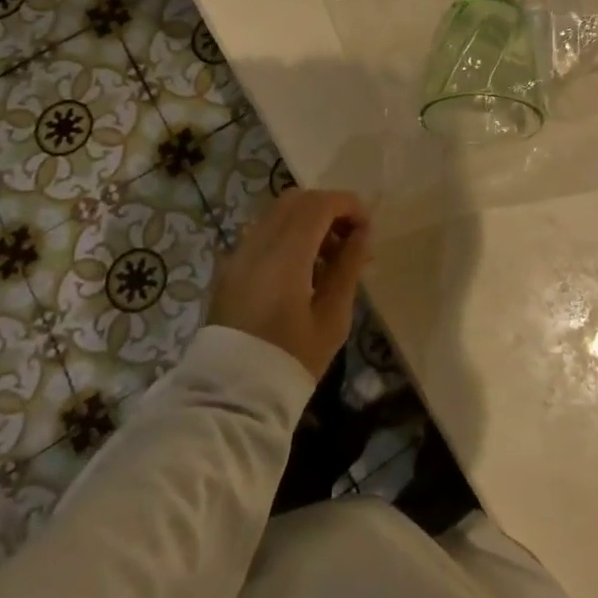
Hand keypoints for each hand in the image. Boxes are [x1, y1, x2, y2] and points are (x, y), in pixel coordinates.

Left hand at [208, 189, 372, 380]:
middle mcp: (257, 244)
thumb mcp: (332, 317)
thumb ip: (348, 267)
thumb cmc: (291, 359)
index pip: (319, 204)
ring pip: (277, 214)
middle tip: (349, 239)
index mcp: (284, 255)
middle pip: (296, 200)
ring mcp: (238, 255)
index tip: (367, 227)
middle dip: (328, 209)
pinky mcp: (229, 270)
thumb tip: (363, 233)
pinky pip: (263, 235)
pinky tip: (302, 271)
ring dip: (307, 222)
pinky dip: (288, 237)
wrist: (231, 397)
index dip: (348, 205)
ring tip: (329, 260)